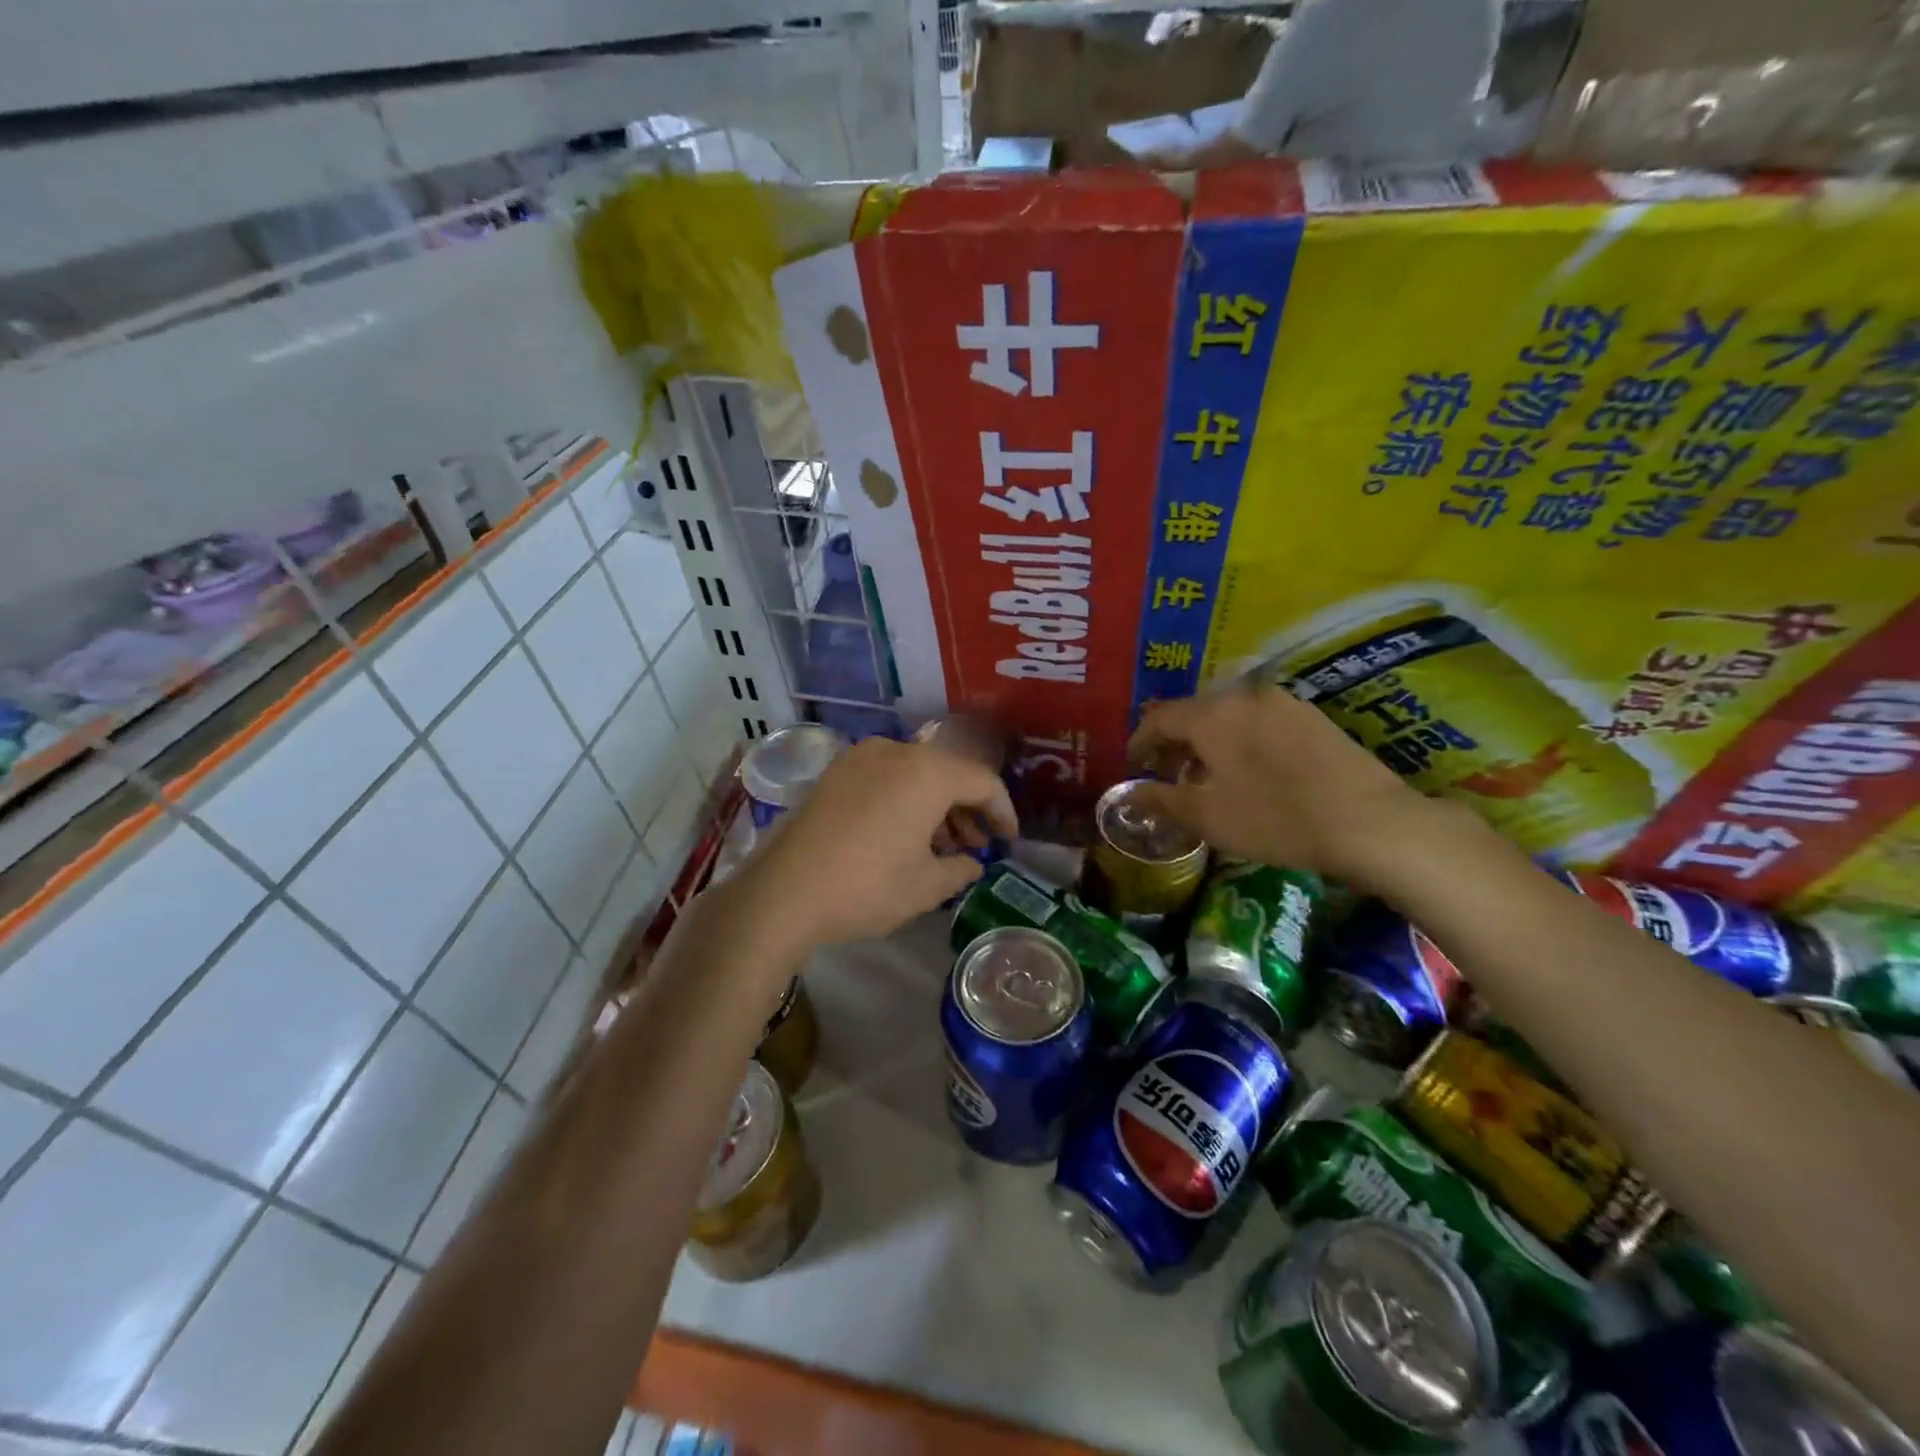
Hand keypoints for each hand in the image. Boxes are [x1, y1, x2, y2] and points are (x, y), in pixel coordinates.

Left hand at [732, 736, 1017, 951]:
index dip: (1003, 811)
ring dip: (936, 805)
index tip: (1009, 841)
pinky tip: (904, 835)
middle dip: (968, 808)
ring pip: (916, 773)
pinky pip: (886, 777)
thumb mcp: (926, 887)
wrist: (782, 893)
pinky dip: (905, 800)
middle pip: (948, 772)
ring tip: (941, 846)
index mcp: (927, 772)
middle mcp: (895, 751)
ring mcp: (860, 758)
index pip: (982, 781)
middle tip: (976, 846)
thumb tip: (972, 862)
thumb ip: (960, 868)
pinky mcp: (834, 773)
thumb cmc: (867, 887)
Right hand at [1126, 682, 1436, 889]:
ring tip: (1208, 775)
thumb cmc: (1275, 818)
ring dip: (1210, 741)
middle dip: (1176, 741)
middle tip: (1167, 771)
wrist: (1369, 822)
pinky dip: (1242, 739)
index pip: (1161, 718)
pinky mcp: (1314, 717)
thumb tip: (1130, 795)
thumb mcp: (1208, 817)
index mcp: (1212, 715)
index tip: (1133, 764)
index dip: (1141, 741)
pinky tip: (1251, 770)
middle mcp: (1245, 696)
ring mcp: (1284, 702)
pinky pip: (1261, 720)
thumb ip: (1162, 800)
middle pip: (1196, 712)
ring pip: (1230, 715)